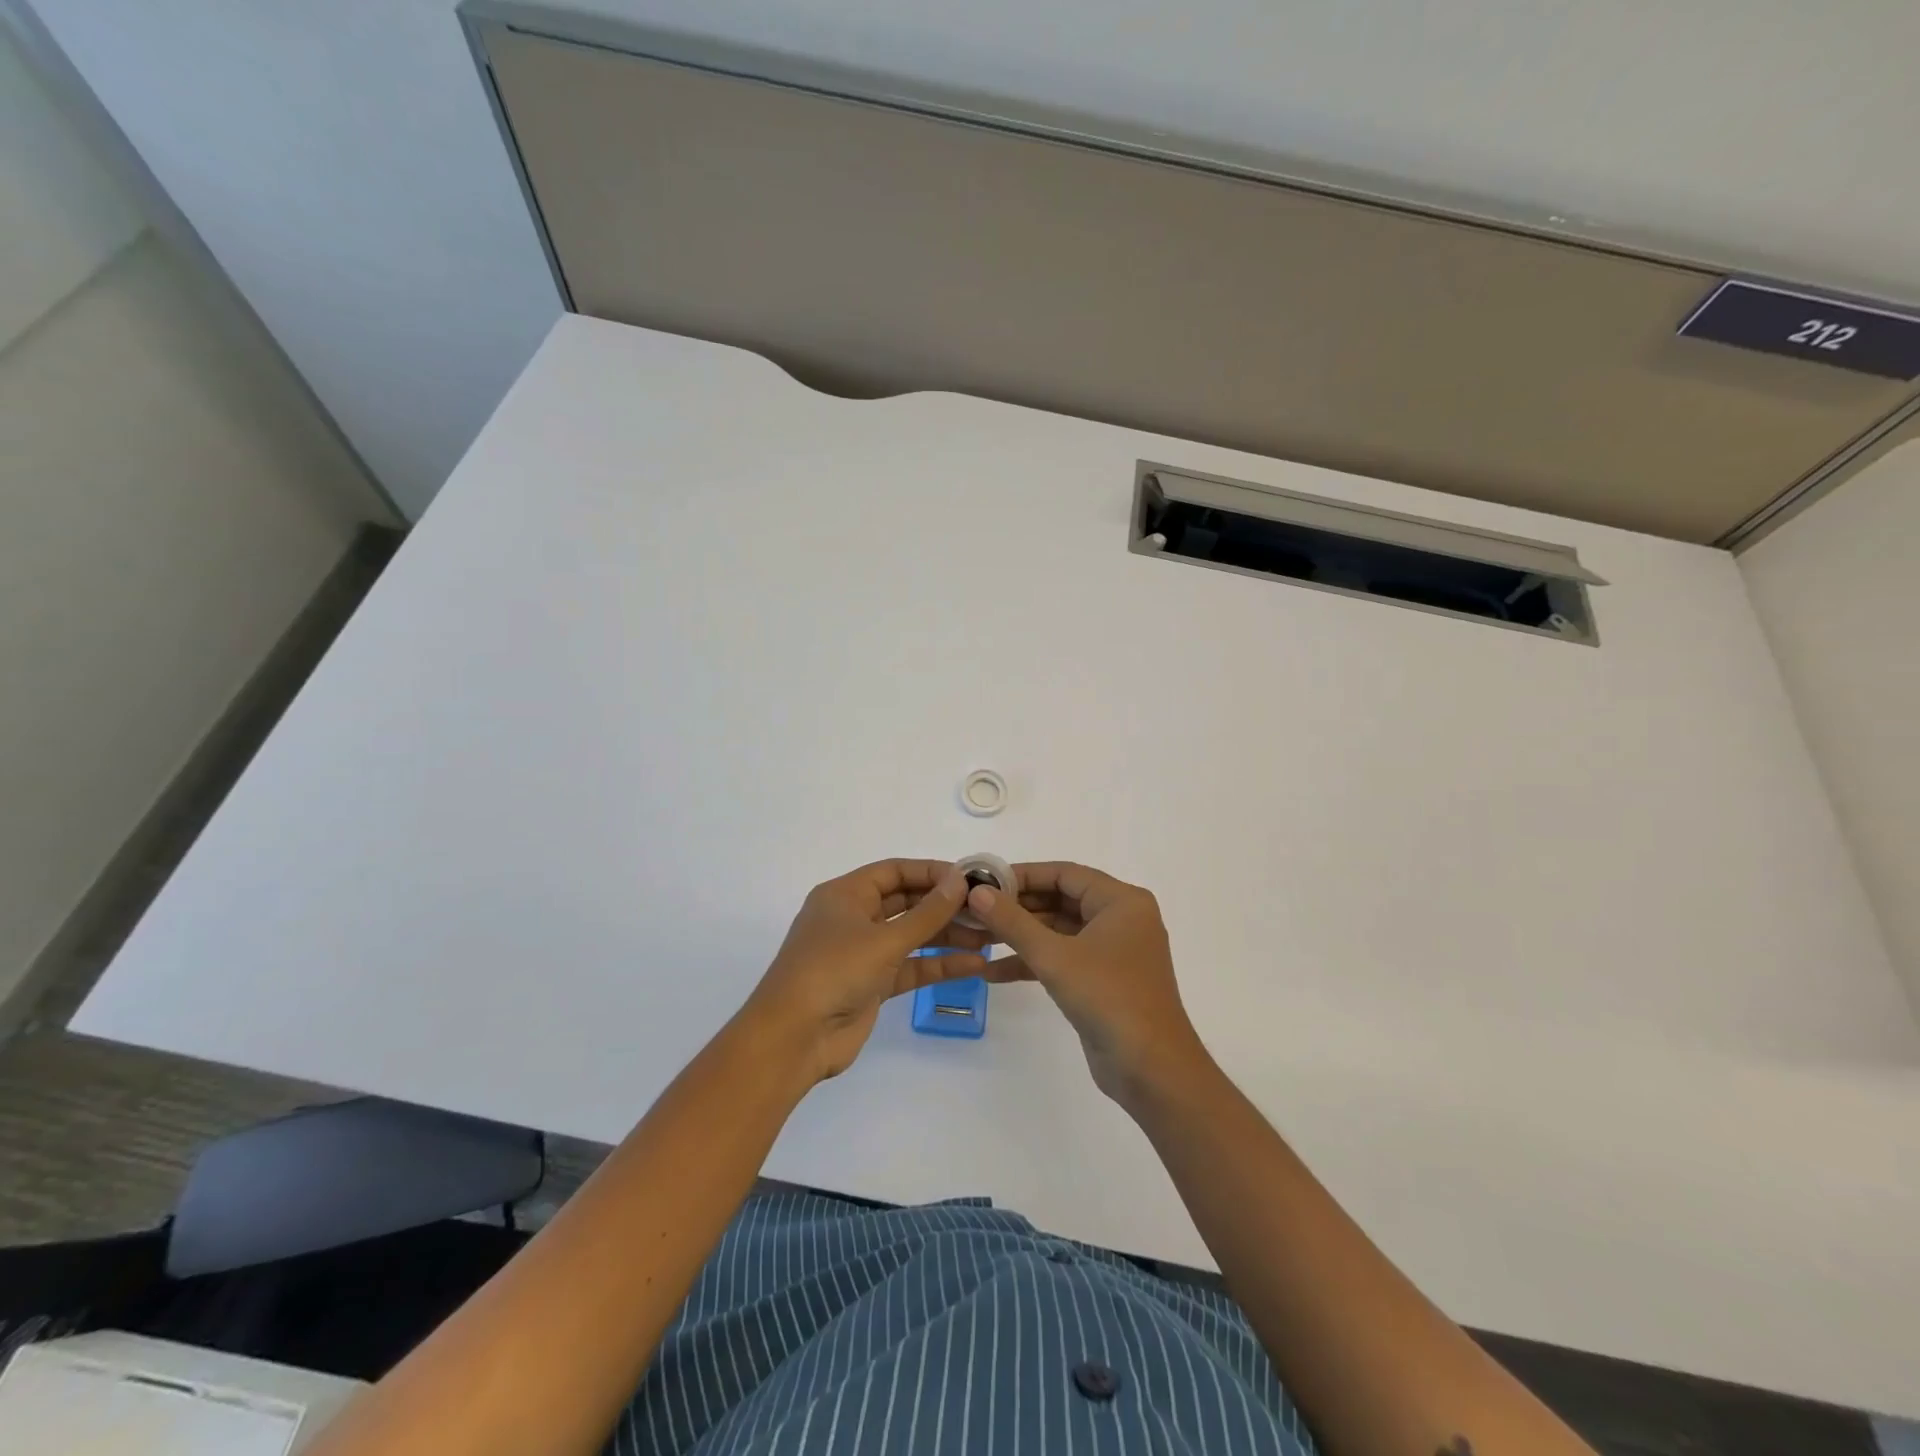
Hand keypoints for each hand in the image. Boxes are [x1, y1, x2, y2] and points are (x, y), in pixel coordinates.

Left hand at [741, 859, 992, 1083]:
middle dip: (944, 906)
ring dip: (947, 936)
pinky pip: (911, 967)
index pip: (894, 872)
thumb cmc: (833, 971)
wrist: (793, 1038)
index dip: (931, 872)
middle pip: (905, 902)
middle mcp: (853, 918)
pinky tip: (974, 965)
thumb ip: (927, 913)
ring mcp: (862, 953)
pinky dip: (938, 966)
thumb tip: (960, 881)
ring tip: (989, 938)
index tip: (970, 878)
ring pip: (911, 936)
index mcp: (845, 895)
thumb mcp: (884, 939)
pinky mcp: (872, 985)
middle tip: (986, 908)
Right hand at [964, 862, 1209, 1104]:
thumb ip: (1013, 922)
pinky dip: (1033, 962)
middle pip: (1061, 900)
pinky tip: (993, 972)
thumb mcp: (1054, 956)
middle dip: (1017, 907)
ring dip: (1021, 936)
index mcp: (1121, 901)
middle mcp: (1121, 919)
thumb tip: (977, 893)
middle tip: (975, 910)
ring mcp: (1113, 951)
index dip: (1023, 875)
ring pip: (1059, 931)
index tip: (984, 881)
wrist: (1152, 1070)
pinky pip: (1063, 958)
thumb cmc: (1109, 998)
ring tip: (977, 937)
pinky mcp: (1103, 980)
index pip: (1065, 873)